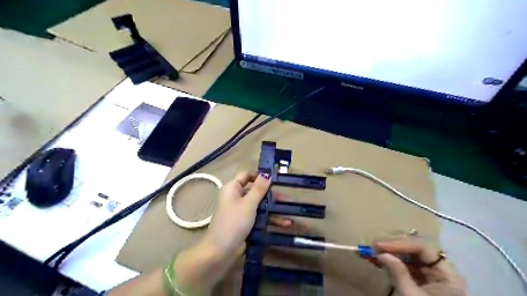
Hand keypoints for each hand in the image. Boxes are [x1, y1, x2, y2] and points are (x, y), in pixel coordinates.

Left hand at [202, 173, 293, 256]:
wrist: (221, 252)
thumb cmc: (234, 222)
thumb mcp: (248, 203)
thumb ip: (259, 188)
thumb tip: (267, 173)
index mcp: (233, 188)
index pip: (246, 176)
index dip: (259, 176)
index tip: (274, 179)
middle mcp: (237, 197)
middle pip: (256, 191)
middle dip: (272, 195)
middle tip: (287, 199)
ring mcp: (242, 211)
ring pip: (260, 205)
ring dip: (274, 209)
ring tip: (290, 212)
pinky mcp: (246, 223)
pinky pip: (260, 217)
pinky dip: (270, 219)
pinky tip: (285, 223)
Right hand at [375, 239, 463, 295]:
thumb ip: (398, 272)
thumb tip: (381, 253)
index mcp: (448, 276)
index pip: (423, 250)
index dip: (400, 245)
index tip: (379, 245)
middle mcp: (442, 273)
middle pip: (417, 252)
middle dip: (394, 248)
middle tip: (374, 247)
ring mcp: (432, 279)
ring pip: (411, 259)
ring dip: (392, 255)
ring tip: (375, 252)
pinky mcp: (423, 284)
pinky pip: (408, 269)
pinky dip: (394, 264)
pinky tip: (382, 261)